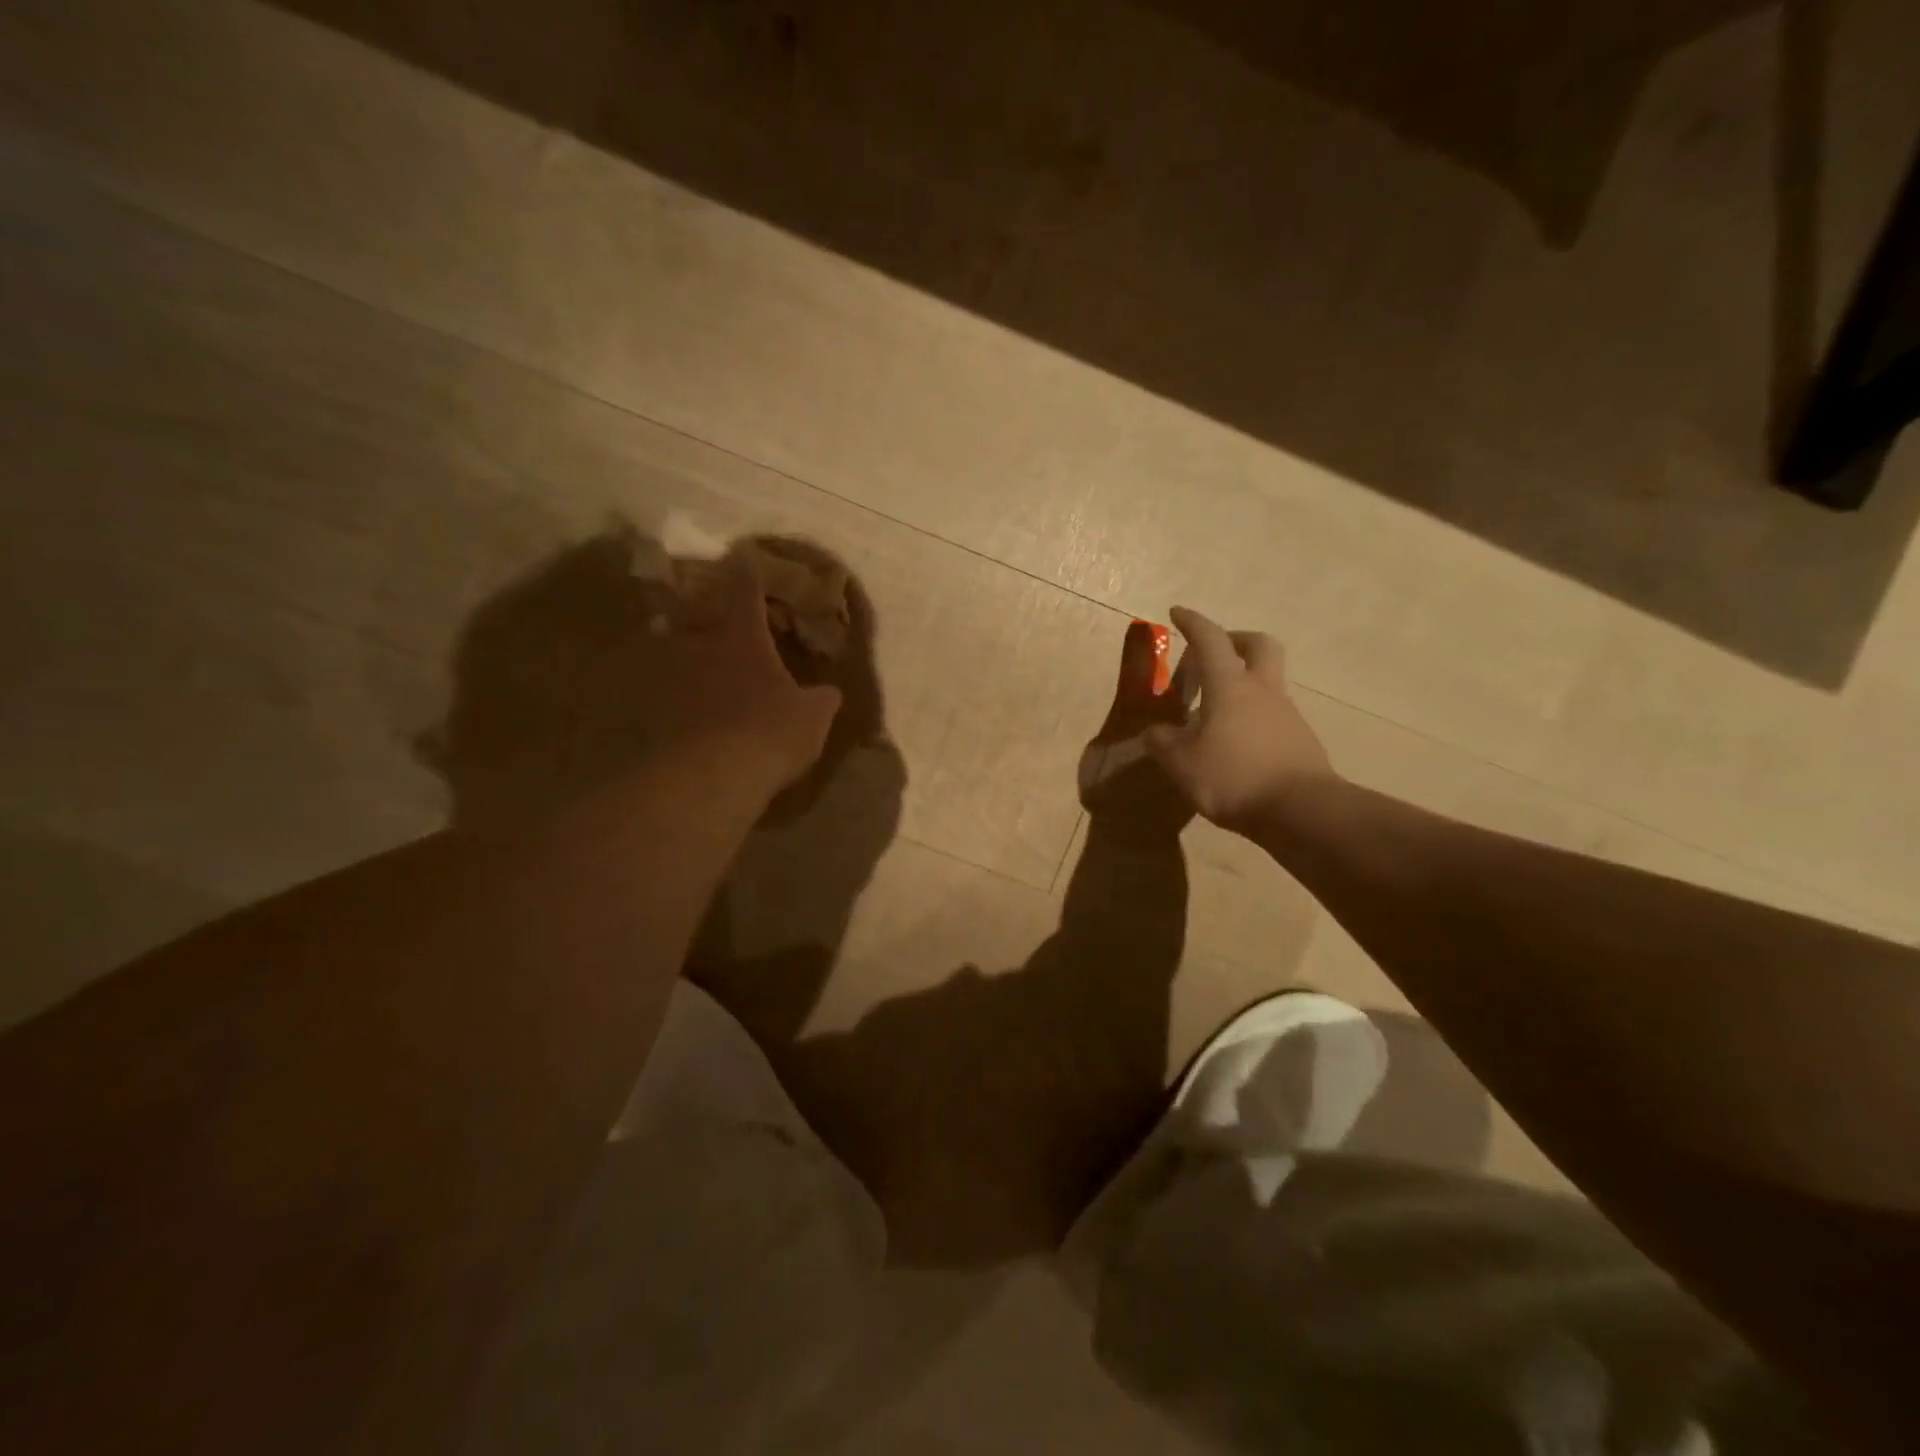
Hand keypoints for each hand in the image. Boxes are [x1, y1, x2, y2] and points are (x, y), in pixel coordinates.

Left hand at [655, 550, 843, 791]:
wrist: (707, 775)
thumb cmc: (768, 733)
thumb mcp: (812, 718)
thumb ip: (820, 699)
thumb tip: (829, 692)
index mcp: (742, 638)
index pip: (745, 591)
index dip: (746, 573)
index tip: (742, 557)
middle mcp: (698, 645)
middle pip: (690, 612)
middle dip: (695, 606)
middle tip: (695, 605)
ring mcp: (663, 674)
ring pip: (660, 645)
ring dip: (667, 644)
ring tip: (670, 650)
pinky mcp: (639, 706)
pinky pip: (643, 687)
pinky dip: (649, 688)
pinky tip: (654, 702)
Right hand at [1144, 607, 1334, 831]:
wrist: (1302, 811)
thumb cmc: (1234, 778)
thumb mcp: (1181, 763)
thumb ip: (1163, 742)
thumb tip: (1157, 732)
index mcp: (1230, 686)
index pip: (1210, 640)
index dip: (1192, 623)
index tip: (1177, 613)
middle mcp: (1262, 690)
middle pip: (1257, 645)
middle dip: (1234, 639)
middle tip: (1212, 653)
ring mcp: (1286, 714)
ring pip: (1266, 681)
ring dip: (1242, 682)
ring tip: (1213, 711)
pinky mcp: (1299, 739)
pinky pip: (1272, 713)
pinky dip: (1252, 715)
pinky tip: (1235, 742)